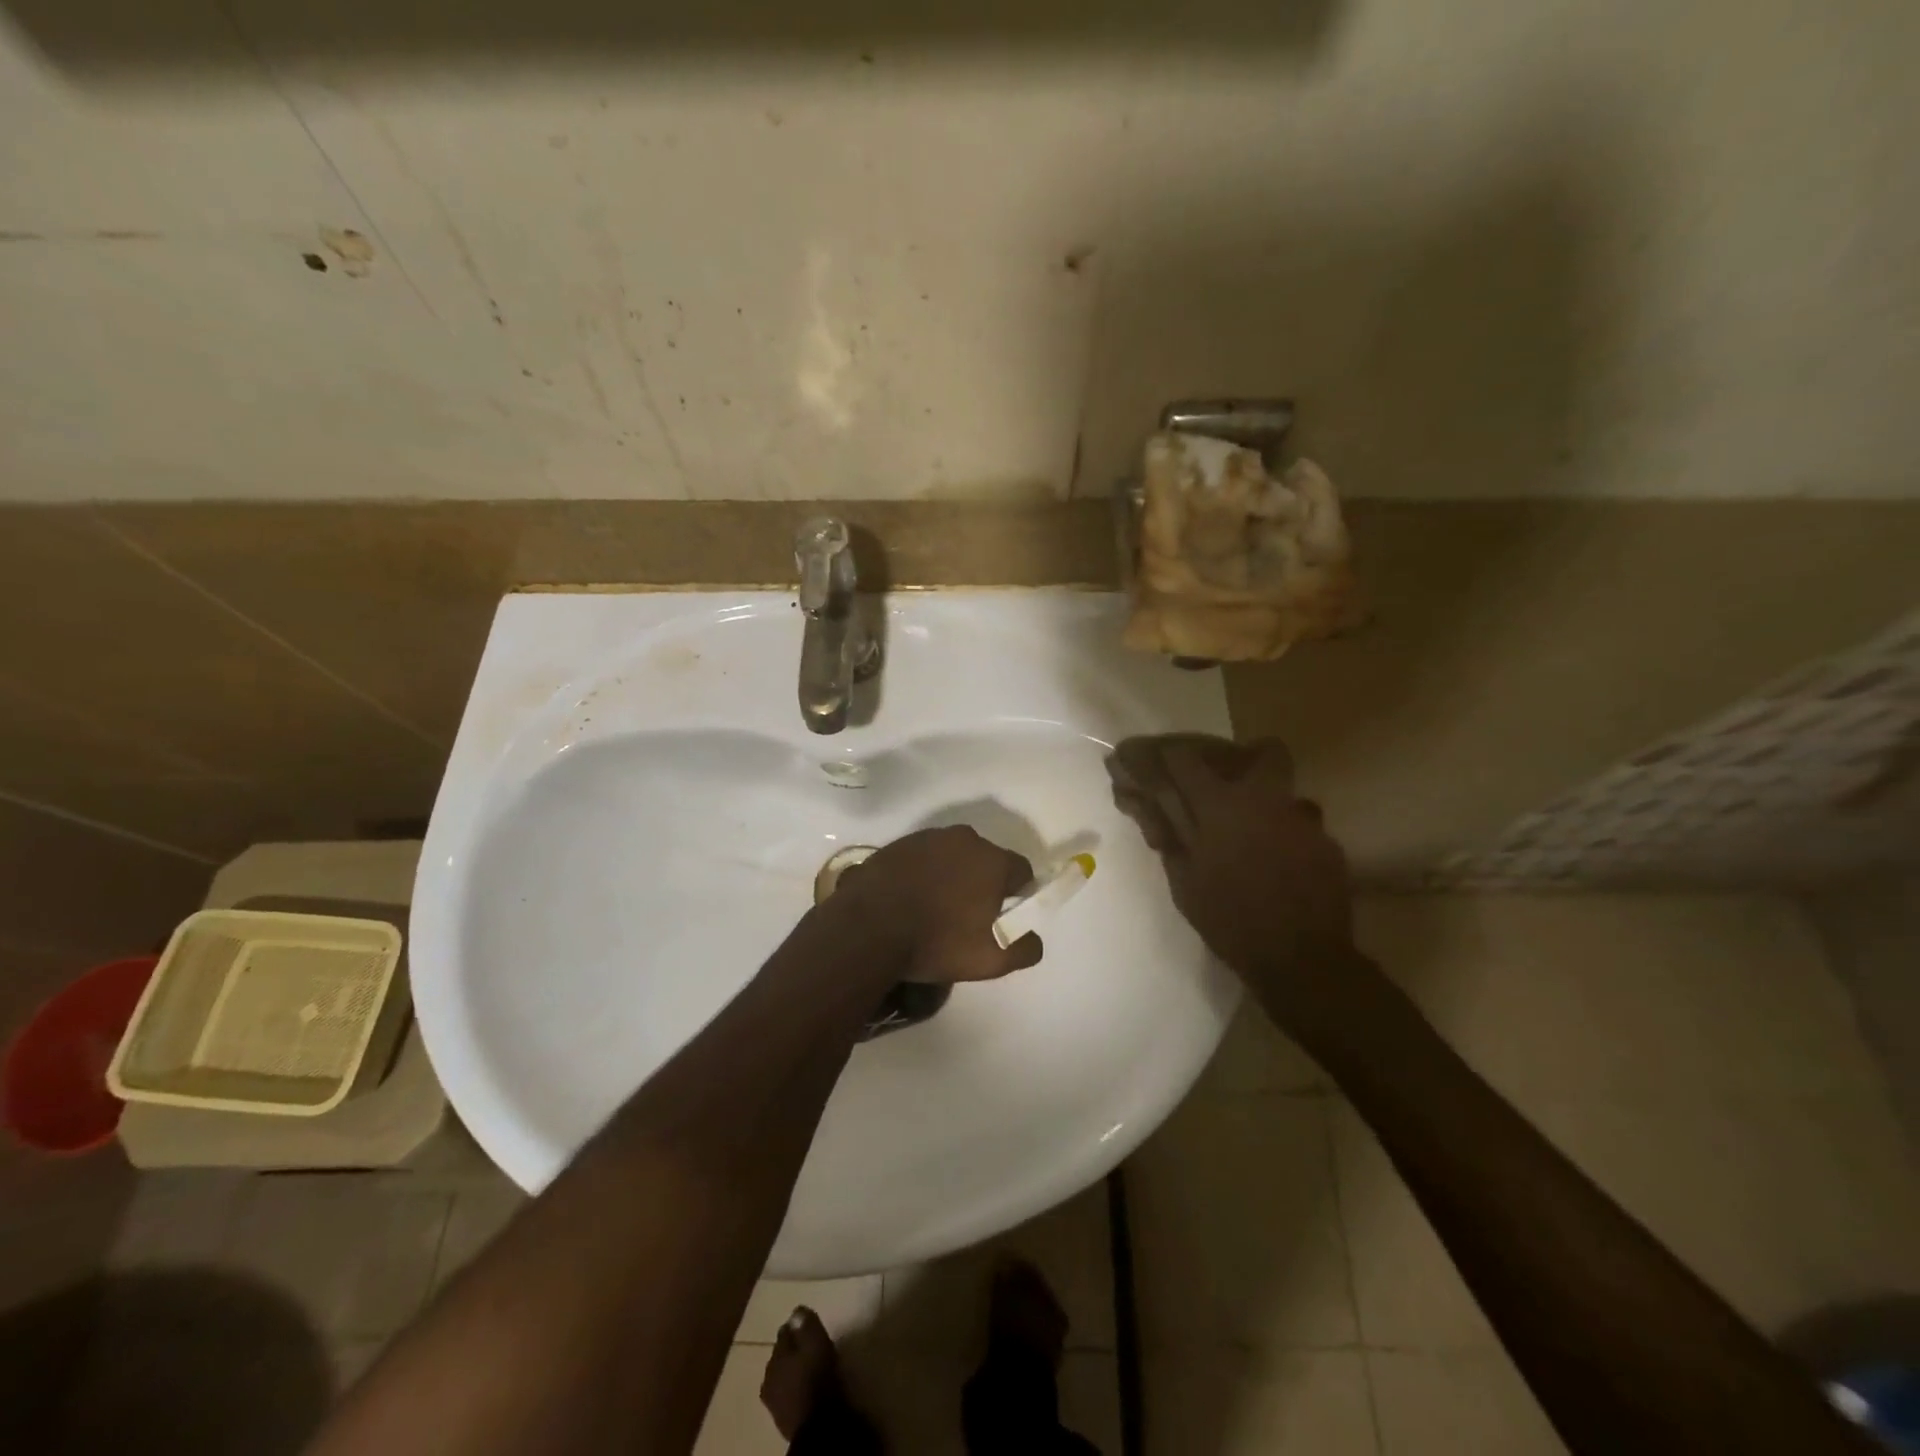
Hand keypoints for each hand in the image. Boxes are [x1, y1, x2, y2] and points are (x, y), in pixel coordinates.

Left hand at [832, 826, 1042, 982]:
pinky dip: (922, 875)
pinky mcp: (897, 845)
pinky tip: (910, 901)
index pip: (1021, 871)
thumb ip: (1025, 948)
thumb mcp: (993, 959)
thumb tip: (1032, 937)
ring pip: (952, 857)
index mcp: (993, 860)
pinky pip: (922, 859)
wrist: (868, 929)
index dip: (1018, 895)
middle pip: (985, 860)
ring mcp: (927, 838)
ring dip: (951, 877)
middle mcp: (964, 839)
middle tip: (968, 917)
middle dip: (983, 883)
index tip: (1004, 917)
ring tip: (935, 911)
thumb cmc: (938, 942)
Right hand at [1106, 735, 1363, 1010]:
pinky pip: (1301, 824)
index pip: (1184, 757)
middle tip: (1217, 785)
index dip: (1161, 755)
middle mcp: (1267, 800)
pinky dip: (1282, 834)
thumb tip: (1135, 798)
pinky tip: (1272, 862)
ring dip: (1263, 801)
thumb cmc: (1229, 920)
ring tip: (1245, 833)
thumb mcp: (1183, 879)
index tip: (1146, 760)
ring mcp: (1304, 820)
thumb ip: (1163, 831)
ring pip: (1287, 791)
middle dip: (1240, 758)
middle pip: (1263, 751)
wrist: (1302, 960)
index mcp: (1222, 805)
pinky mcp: (1327, 844)